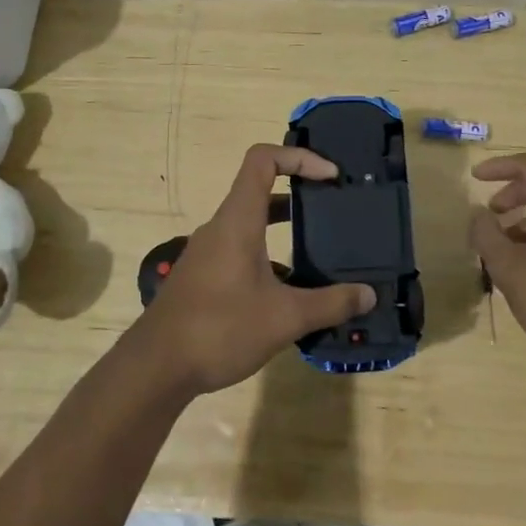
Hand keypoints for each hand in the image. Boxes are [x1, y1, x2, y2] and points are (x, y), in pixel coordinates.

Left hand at [135, 145, 375, 396]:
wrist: (155, 368)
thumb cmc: (219, 329)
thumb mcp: (284, 318)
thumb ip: (330, 304)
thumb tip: (369, 295)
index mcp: (238, 221)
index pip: (263, 160)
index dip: (299, 157)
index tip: (330, 177)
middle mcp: (221, 227)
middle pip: (260, 190)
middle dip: (300, 194)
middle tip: (333, 209)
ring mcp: (208, 252)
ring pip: (251, 223)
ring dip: (284, 228)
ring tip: (320, 249)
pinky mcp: (204, 276)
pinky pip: (241, 249)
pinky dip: (269, 255)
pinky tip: (290, 289)